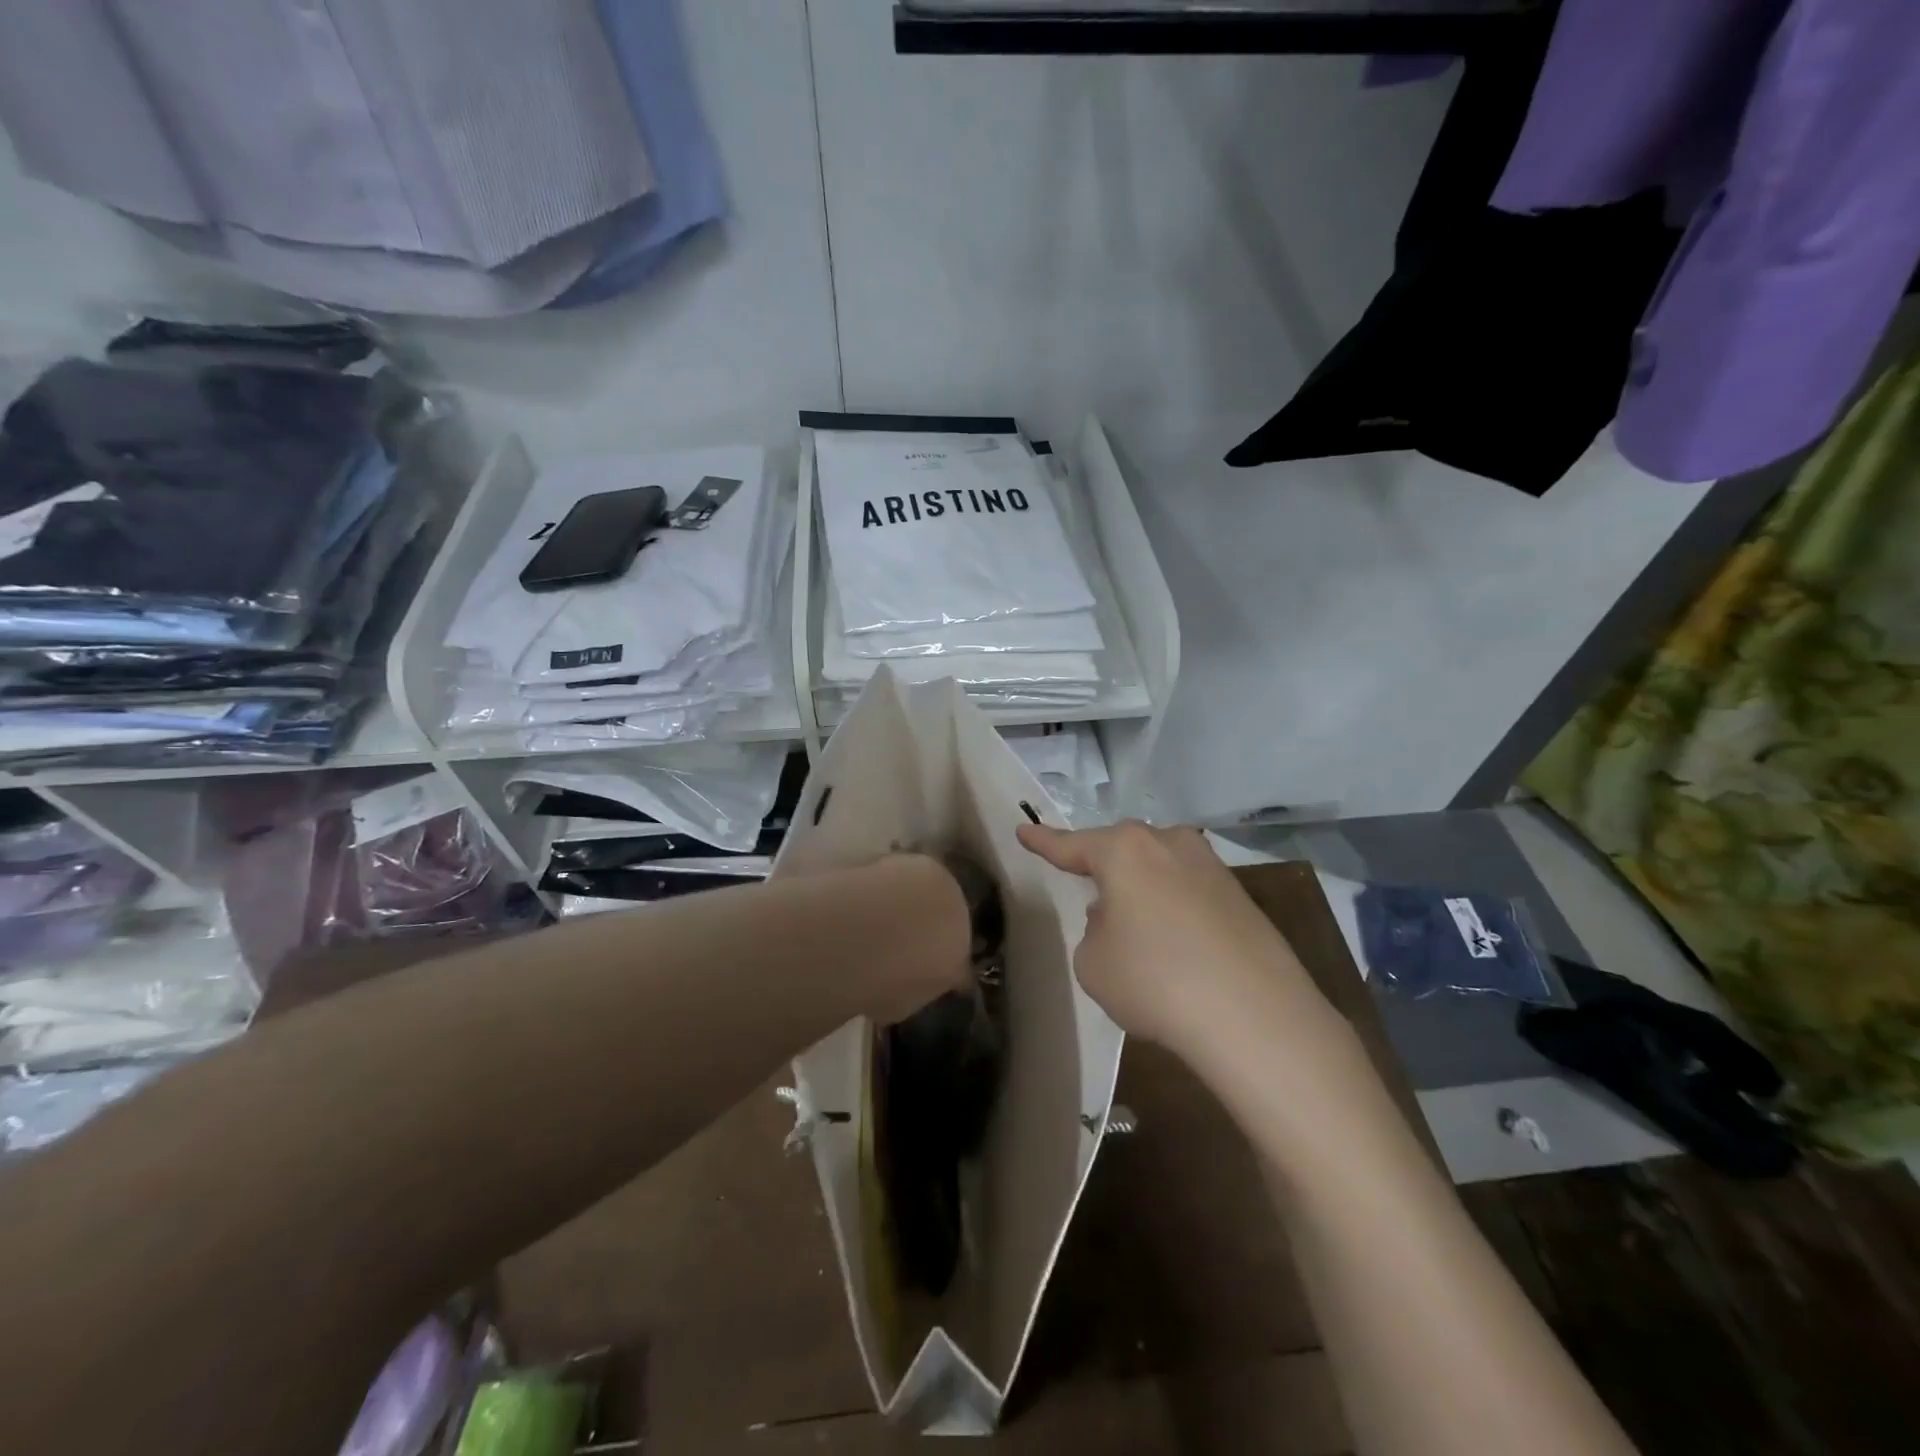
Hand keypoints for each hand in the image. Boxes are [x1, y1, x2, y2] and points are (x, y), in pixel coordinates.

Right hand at [1016, 821, 1342, 1064]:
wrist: (1254, 1016)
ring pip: (1159, 869)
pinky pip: (1189, 894)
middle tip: (1088, 893)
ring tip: (1135, 931)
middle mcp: (1169, 843)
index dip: (1044, 841)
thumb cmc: (1155, 980)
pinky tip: (1176, 948)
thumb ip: (1094, 930)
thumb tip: (1118, 918)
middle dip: (1103, 869)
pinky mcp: (1242, 897)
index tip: (1024, 832)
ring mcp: (1211, 867)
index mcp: (1125, 850)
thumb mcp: (1093, 962)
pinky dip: (1174, 912)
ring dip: (1142, 891)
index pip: (1072, 845)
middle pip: (1122, 850)